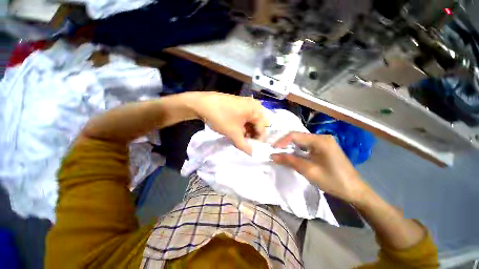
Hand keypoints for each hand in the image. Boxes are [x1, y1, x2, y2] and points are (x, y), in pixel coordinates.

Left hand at [189, 92, 267, 154]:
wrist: (201, 103)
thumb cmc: (221, 117)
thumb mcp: (233, 133)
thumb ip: (244, 146)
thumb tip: (253, 155)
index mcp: (256, 110)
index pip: (262, 129)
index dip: (257, 141)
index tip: (251, 149)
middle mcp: (254, 105)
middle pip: (257, 125)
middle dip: (252, 136)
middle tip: (245, 144)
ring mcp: (246, 104)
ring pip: (251, 122)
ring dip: (247, 131)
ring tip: (239, 138)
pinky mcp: (239, 105)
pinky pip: (245, 117)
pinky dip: (243, 126)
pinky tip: (236, 131)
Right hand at [271, 132, 368, 203]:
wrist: (354, 190)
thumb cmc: (332, 181)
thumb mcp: (308, 170)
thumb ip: (289, 161)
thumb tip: (272, 156)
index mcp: (320, 140)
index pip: (295, 135)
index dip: (281, 141)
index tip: (272, 150)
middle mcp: (321, 137)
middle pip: (298, 136)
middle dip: (285, 144)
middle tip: (274, 151)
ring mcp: (323, 141)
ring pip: (301, 140)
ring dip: (290, 146)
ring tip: (280, 153)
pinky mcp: (324, 147)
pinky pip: (306, 145)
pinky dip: (297, 149)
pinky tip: (292, 155)